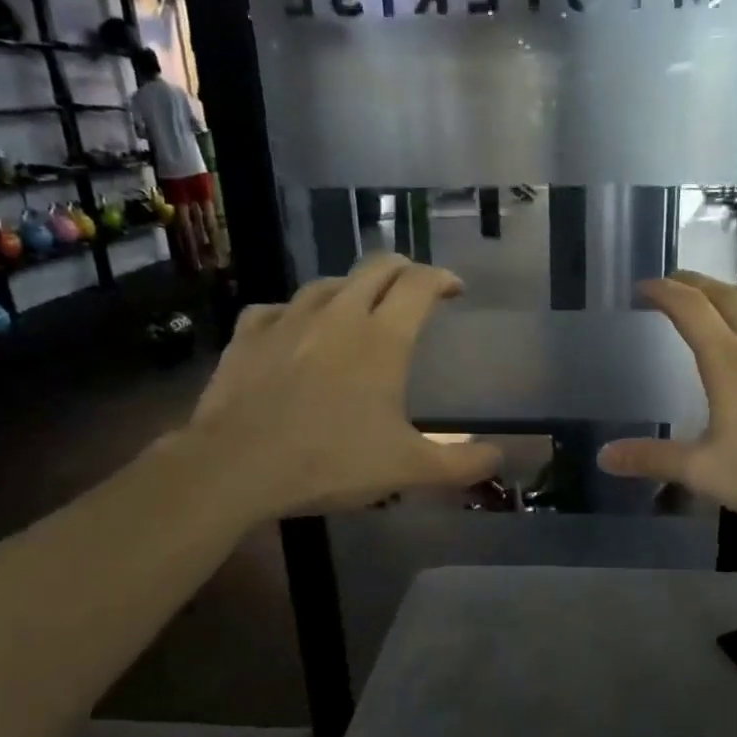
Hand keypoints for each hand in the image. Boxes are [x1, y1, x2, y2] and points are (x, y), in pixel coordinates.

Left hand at [187, 254, 500, 517]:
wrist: (236, 466)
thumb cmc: (331, 462)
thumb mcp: (408, 469)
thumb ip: (461, 463)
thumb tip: (499, 457)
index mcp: (383, 338)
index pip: (419, 284)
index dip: (442, 278)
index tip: (454, 288)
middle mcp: (339, 315)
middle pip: (376, 267)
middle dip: (402, 269)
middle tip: (414, 288)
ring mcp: (288, 320)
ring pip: (328, 284)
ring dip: (352, 289)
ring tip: (359, 308)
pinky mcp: (248, 335)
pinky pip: (276, 308)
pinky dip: (295, 313)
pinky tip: (294, 330)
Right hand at [597, 272, 736, 525]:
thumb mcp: (703, 472)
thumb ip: (653, 459)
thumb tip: (604, 456)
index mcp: (727, 362)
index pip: (690, 311)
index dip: (665, 292)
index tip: (646, 286)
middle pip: (727, 299)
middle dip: (698, 284)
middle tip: (678, 282)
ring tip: (729, 294)